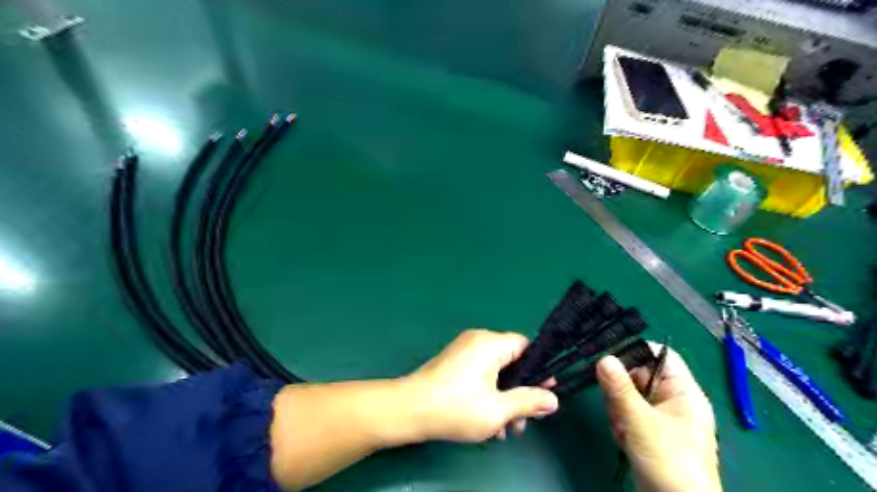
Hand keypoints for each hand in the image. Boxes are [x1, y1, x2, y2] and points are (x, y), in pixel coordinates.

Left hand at [401, 330, 557, 442]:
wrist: (409, 409)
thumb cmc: (456, 407)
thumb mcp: (498, 410)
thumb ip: (528, 402)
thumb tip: (552, 400)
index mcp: (490, 343)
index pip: (525, 346)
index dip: (538, 369)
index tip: (544, 392)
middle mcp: (477, 340)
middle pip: (510, 361)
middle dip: (519, 391)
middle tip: (523, 419)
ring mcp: (463, 349)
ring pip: (495, 371)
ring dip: (503, 397)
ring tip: (504, 428)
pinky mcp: (453, 361)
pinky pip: (480, 372)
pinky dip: (487, 392)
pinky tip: (487, 421)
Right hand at [600, 345, 721, 490]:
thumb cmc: (668, 461)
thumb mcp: (641, 421)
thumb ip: (620, 388)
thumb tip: (603, 357)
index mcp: (683, 392)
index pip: (660, 355)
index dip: (636, 351)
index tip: (608, 357)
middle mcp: (672, 400)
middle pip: (639, 375)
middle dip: (622, 390)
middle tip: (615, 404)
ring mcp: (660, 417)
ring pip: (629, 396)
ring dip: (619, 410)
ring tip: (623, 428)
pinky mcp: (648, 432)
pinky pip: (628, 414)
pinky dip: (621, 424)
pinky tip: (624, 438)